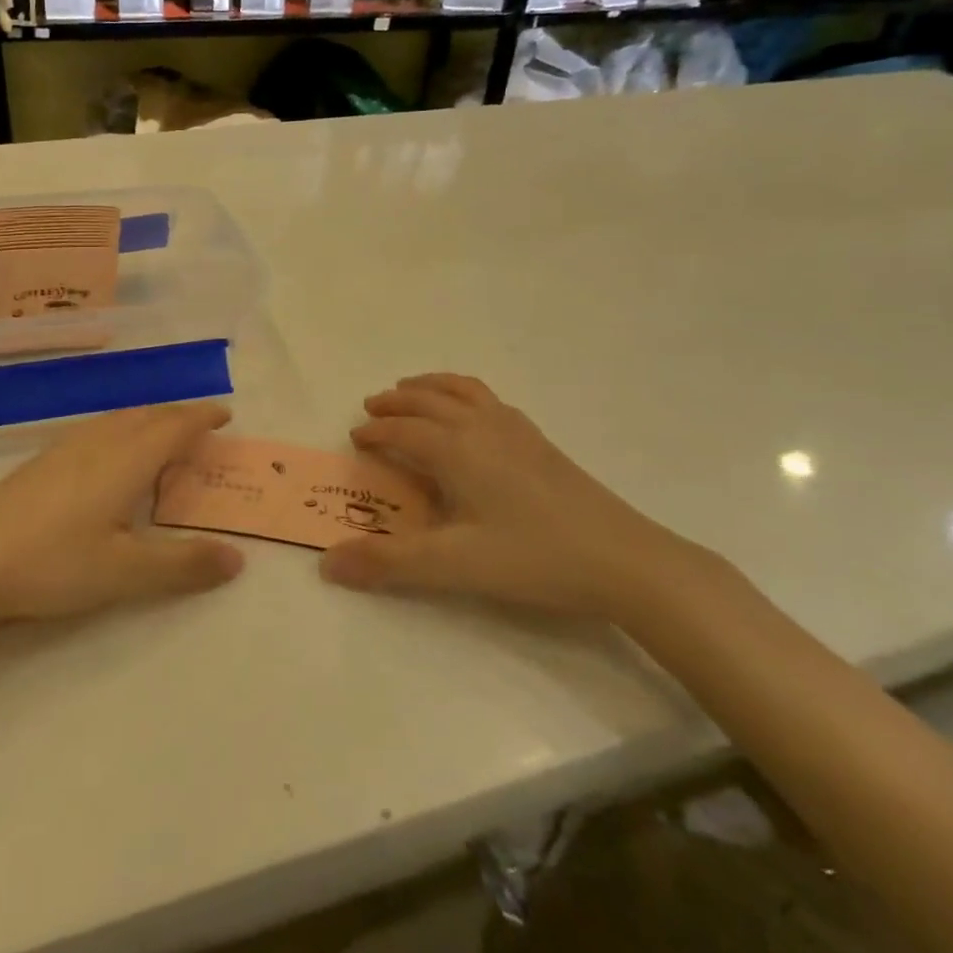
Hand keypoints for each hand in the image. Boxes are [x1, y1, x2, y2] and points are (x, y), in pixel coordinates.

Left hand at [0, 402, 244, 623]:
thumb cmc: (53, 563)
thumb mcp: (126, 573)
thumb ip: (184, 565)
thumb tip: (238, 559)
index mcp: (126, 459)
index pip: (174, 426)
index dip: (202, 417)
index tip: (225, 414)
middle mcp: (99, 442)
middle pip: (147, 415)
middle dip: (178, 416)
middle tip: (200, 427)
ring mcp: (64, 448)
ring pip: (118, 420)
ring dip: (148, 420)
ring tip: (161, 436)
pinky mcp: (41, 462)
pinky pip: (96, 430)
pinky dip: (121, 431)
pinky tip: (108, 456)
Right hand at [319, 373, 703, 622]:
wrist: (624, 561)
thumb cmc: (533, 558)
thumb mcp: (454, 565)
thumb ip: (389, 563)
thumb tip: (328, 563)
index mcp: (456, 449)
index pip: (402, 430)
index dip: (375, 432)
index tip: (354, 438)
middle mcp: (482, 427)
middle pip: (428, 400)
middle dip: (396, 401)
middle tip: (372, 406)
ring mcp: (516, 430)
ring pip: (463, 390)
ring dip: (430, 387)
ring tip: (412, 390)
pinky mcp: (541, 442)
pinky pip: (490, 400)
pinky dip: (464, 395)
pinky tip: (472, 417)